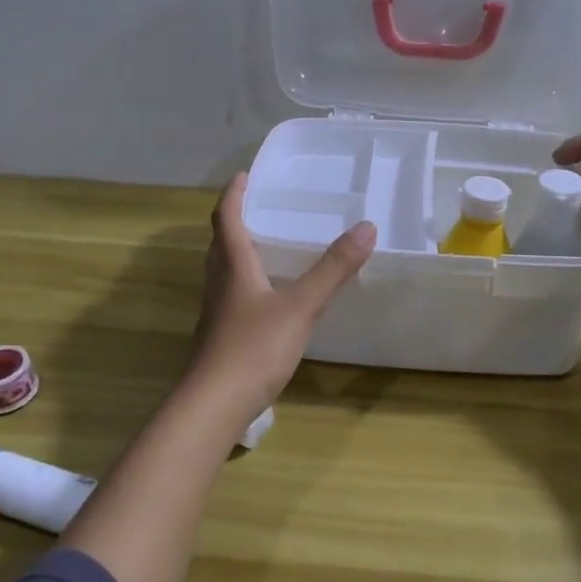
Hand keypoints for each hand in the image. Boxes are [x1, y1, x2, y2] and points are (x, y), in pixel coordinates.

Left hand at [184, 174, 375, 420]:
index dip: (233, 195)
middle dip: (234, 221)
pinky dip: (245, 284)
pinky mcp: (219, 338)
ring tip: (265, 247)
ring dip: (237, 253)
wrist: (213, 406)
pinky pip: (231, 298)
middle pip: (220, 244)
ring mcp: (216, 314)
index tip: (242, 176)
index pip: (226, 219)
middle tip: (256, 207)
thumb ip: (332, 269)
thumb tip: (366, 227)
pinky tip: (266, 300)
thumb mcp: (300, 306)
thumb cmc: (254, 348)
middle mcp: (219, 284)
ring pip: (223, 272)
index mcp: (233, 267)